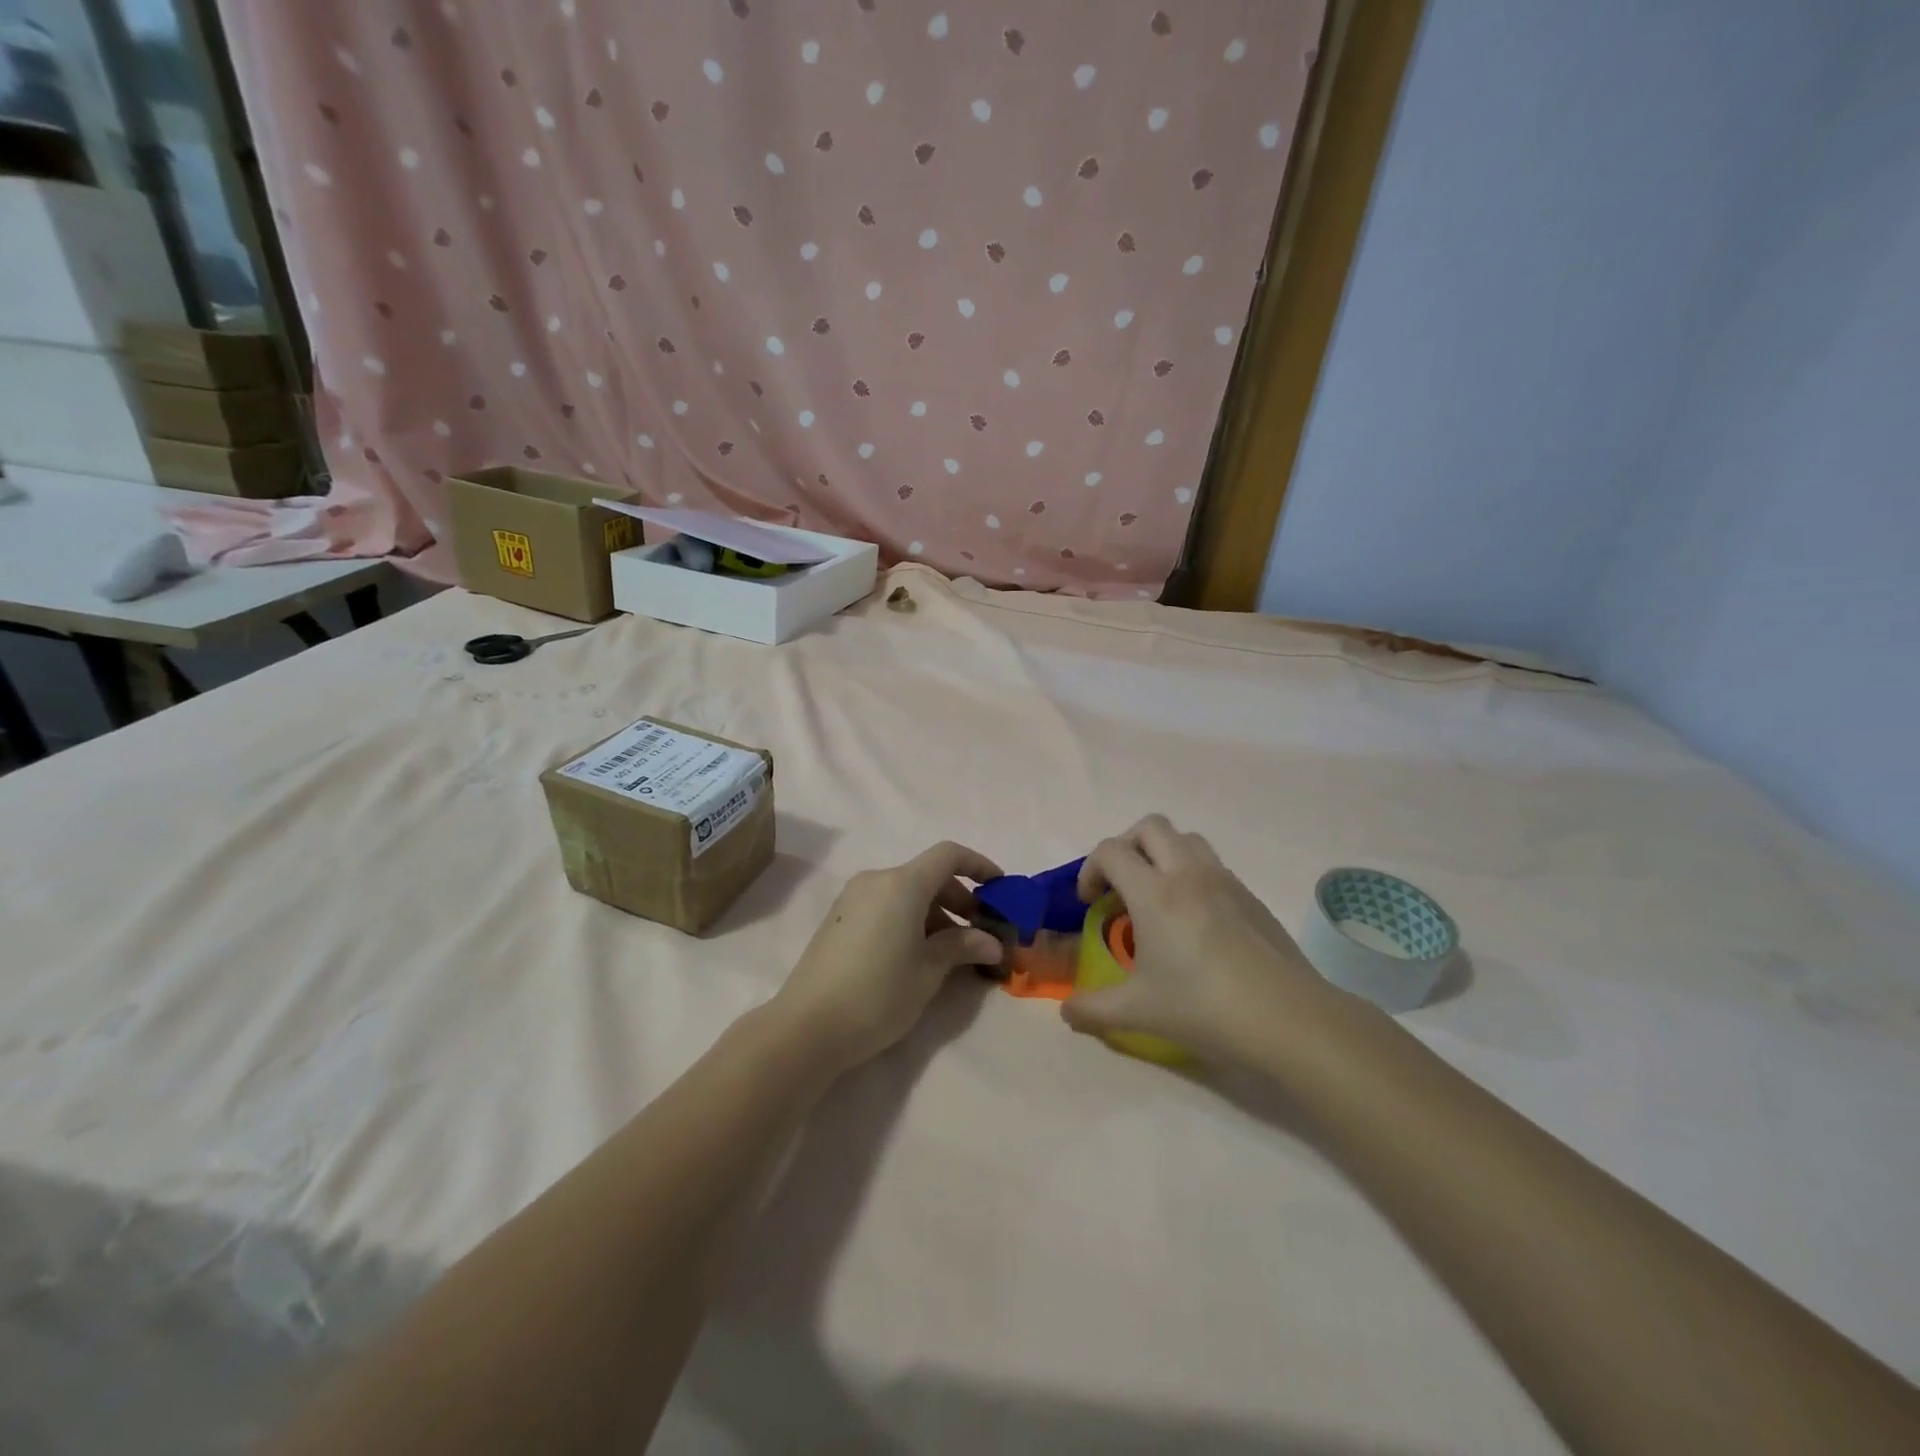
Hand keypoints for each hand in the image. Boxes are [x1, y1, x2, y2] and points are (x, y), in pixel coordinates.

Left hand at [774, 841, 1004, 1073]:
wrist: (807, 1026)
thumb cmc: (878, 994)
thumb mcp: (929, 971)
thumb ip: (963, 947)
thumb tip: (992, 943)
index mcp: (902, 884)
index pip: (948, 855)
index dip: (978, 865)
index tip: (1000, 888)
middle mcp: (876, 880)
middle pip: (927, 875)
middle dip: (959, 899)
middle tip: (980, 934)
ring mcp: (852, 899)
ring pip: (906, 893)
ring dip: (935, 913)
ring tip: (952, 953)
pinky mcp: (839, 919)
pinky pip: (885, 906)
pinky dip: (909, 919)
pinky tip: (917, 955)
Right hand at [1063, 815, 1337, 1066]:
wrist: (1288, 1018)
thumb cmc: (1204, 1008)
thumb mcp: (1139, 1012)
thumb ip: (1093, 1009)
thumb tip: (1067, 1011)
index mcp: (1154, 893)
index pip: (1111, 851)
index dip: (1090, 869)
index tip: (1089, 902)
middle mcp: (1188, 874)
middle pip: (1150, 827)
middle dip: (1126, 847)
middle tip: (1121, 886)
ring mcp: (1225, 881)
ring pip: (1187, 839)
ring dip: (1163, 854)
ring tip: (1157, 896)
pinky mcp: (1251, 897)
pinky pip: (1213, 866)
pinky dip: (1193, 875)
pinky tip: (1196, 922)